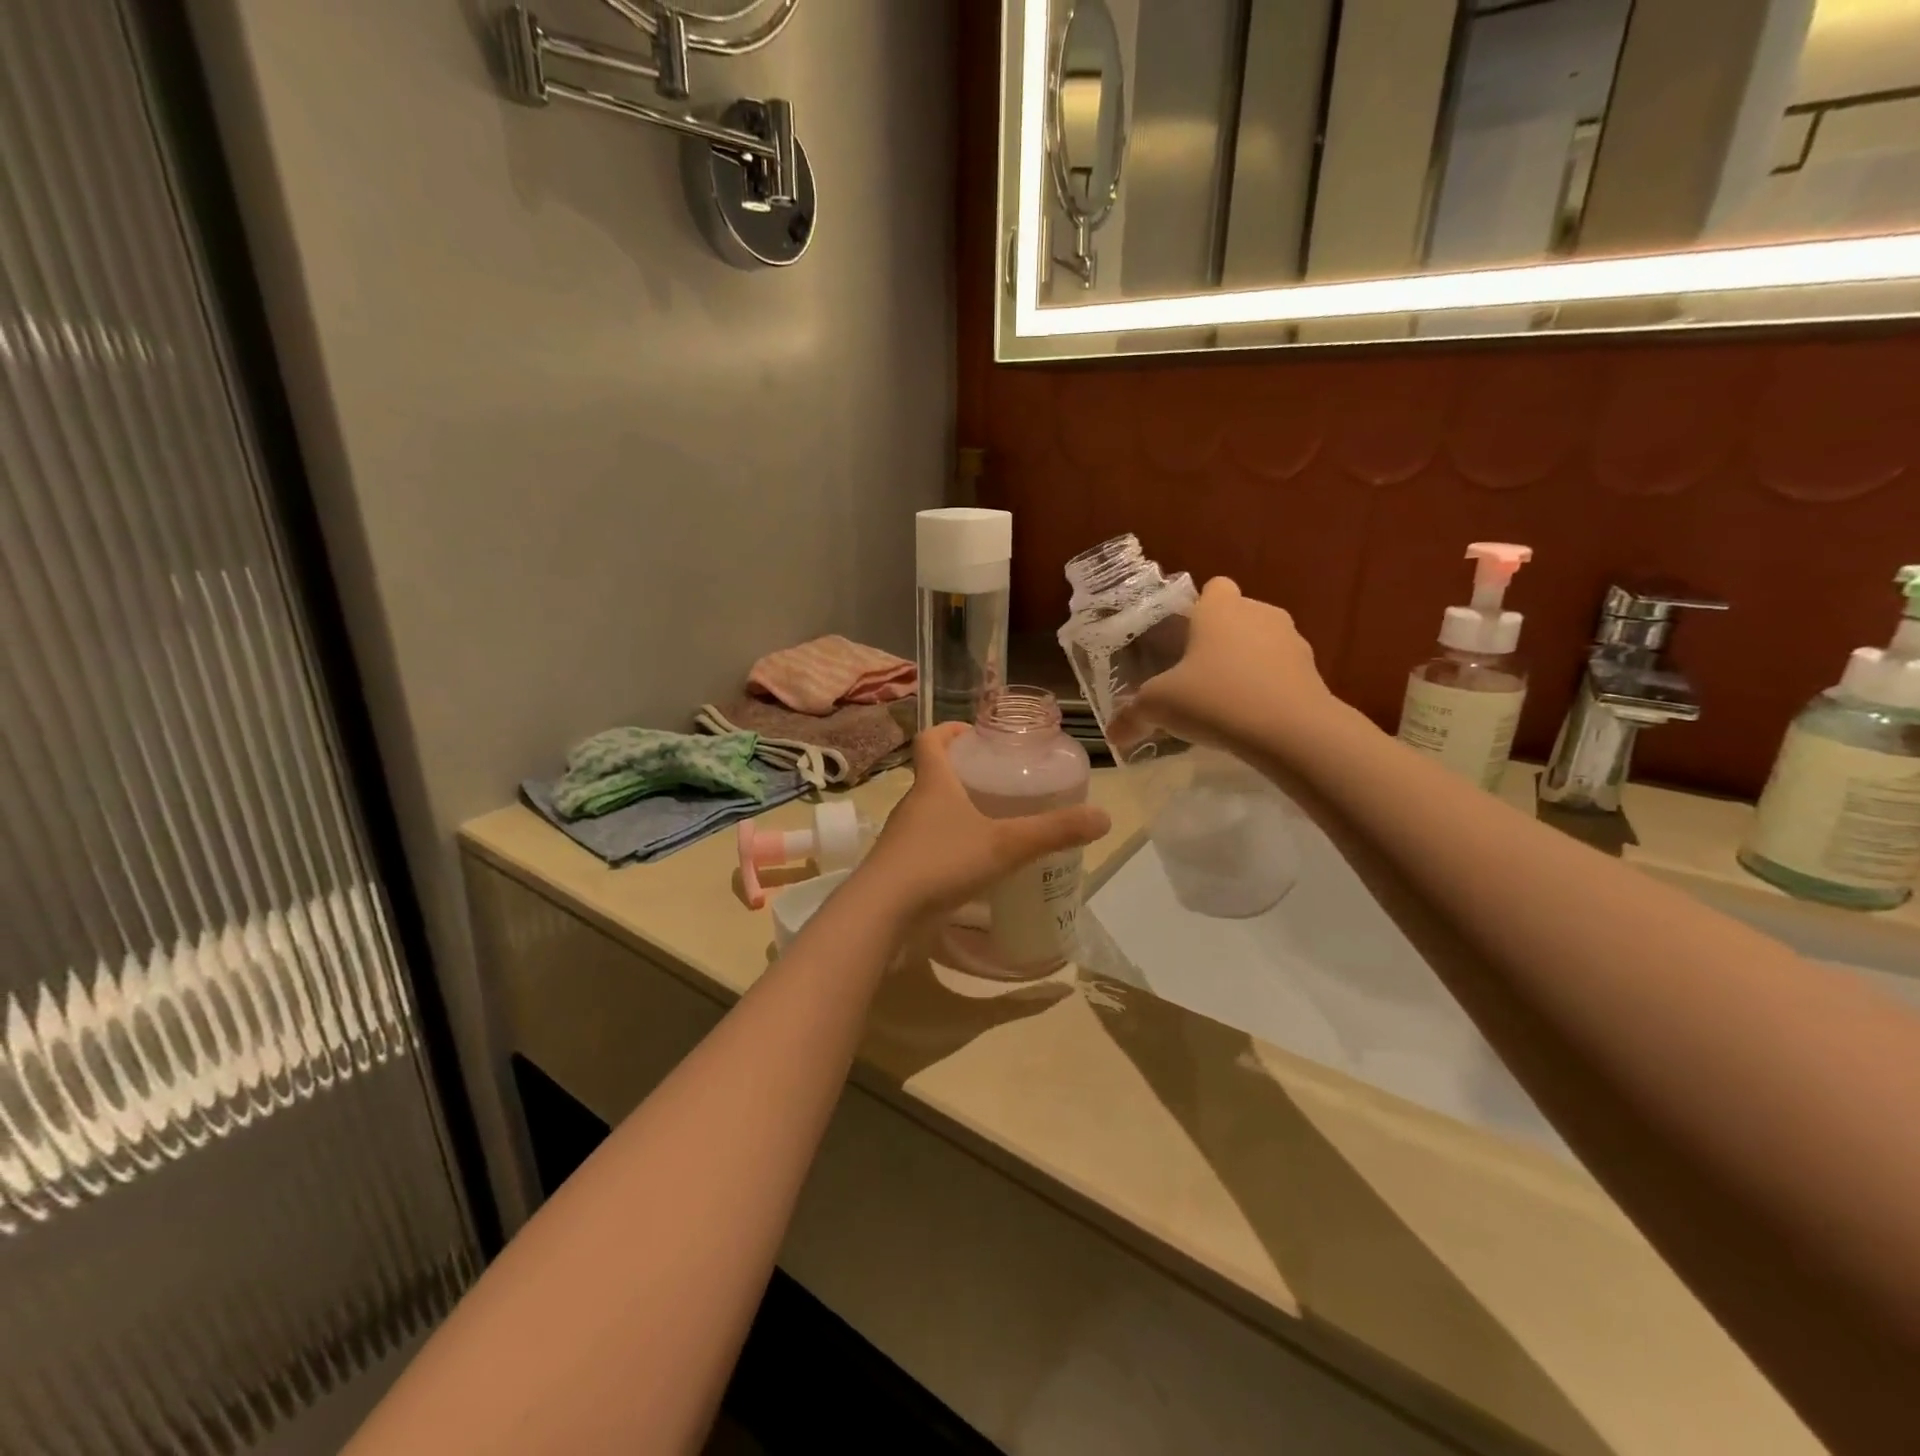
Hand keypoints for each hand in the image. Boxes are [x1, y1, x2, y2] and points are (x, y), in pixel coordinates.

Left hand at [854, 724, 1110, 922]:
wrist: (883, 913)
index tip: (975, 734)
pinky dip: (950, 847)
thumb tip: (1104, 817)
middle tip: (1001, 783)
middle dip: (965, 774)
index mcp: (933, 783)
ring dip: (957, 813)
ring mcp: (904, 838)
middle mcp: (913, 804)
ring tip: (994, 824)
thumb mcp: (1005, 844)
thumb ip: (1053, 831)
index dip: (950, 730)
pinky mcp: (901, 869)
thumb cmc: (941, 862)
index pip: (931, 739)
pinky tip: (974, 868)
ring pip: (931, 813)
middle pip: (934, 776)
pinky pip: (928, 847)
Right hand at [1116, 577, 1335, 756]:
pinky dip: (1268, 689)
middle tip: (1196, 676)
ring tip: (1225, 702)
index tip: (1183, 639)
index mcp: (1220, 609)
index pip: (1213, 587)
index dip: (1198, 609)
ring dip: (1246, 664)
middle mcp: (1259, 614)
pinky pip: (1281, 673)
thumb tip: (1113, 734)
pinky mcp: (1313, 673)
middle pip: (1238, 616)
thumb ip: (1133, 716)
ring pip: (1262, 644)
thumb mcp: (1159, 707)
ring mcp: (1292, 641)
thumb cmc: (1215, 699)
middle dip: (1220, 640)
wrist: (1291, 731)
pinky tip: (1251, 719)